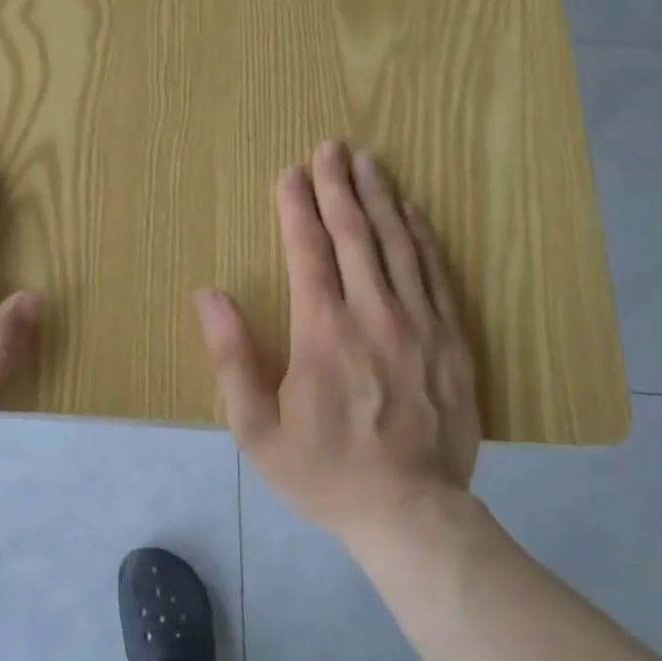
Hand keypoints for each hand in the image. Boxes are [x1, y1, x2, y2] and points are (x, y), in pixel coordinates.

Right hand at [193, 141, 479, 540]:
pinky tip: (413, 213)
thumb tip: (208, 295)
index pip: (308, 251)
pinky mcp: (454, 341)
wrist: (411, 514)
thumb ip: (232, 356)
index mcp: (323, 332)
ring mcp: (421, 325)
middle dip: (339, 186)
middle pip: (356, 235)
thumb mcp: (256, 428)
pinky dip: (422, 237)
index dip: (297, 207)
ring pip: (400, 245)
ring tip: (369, 162)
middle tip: (331, 146)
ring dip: (381, 198)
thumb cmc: (323, 471)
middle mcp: (374, 315)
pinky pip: (437, 274)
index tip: (291, 172)